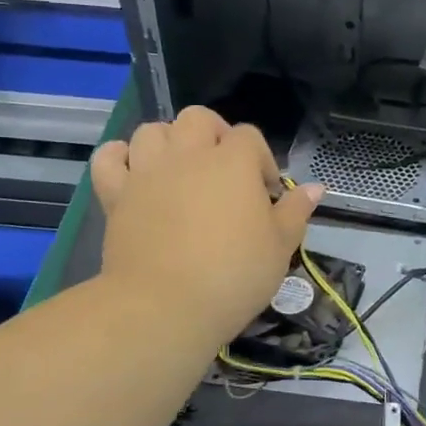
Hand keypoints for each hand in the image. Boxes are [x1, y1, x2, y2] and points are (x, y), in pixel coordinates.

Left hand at [90, 107, 323, 345]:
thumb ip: (296, 211)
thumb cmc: (234, 275)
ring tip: (180, 170)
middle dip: (214, 135)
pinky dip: (120, 157)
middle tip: (224, 171)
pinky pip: (109, 158)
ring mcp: (148, 172)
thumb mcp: (280, 247)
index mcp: (234, 163)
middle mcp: (189, 155)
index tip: (266, 195)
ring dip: (169, 141)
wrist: (165, 306)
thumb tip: (315, 187)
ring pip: (153, 130)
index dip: (261, 160)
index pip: (249, 137)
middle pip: (198, 118)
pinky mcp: (116, 194)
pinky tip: (134, 171)